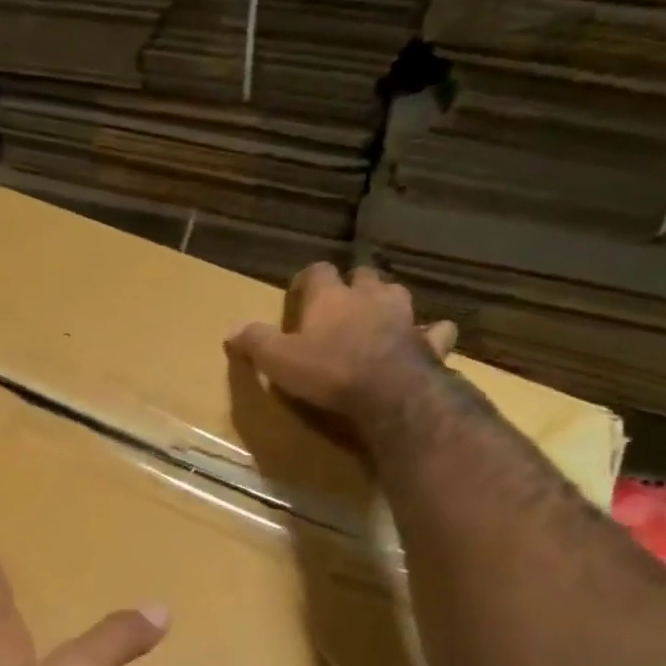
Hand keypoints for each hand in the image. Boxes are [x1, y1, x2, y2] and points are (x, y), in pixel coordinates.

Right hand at [225, 263, 455, 425]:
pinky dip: (431, 333)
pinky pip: (435, 331)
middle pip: (362, 276)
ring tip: (378, 317)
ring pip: (396, 295)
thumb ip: (255, 342)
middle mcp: (369, 297)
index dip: (308, 279)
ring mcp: (405, 317)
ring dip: (387, 302)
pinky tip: (427, 340)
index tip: (300, 292)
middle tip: (341, 303)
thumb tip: (230, 330)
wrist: (391, 394)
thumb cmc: (328, 371)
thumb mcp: (277, 360)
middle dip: (352, 285)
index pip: (318, 272)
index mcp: (330, 298)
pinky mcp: (430, 343)